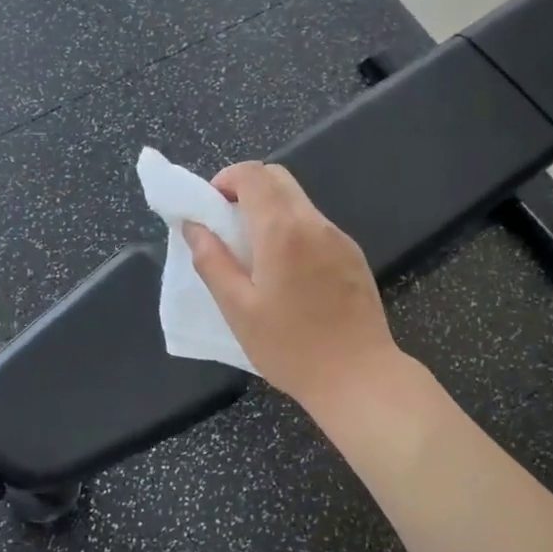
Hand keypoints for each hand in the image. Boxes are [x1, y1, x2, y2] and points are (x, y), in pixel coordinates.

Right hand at [183, 162, 400, 417]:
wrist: (359, 377)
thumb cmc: (290, 347)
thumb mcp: (238, 309)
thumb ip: (212, 261)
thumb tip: (193, 226)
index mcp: (282, 231)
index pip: (253, 174)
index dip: (225, 179)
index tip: (210, 208)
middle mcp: (314, 223)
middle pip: (278, 178)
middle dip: (246, 189)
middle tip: (227, 226)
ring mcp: (339, 238)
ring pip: (298, 201)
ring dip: (269, 210)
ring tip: (254, 255)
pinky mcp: (353, 255)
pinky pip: (315, 226)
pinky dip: (292, 230)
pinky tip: (287, 274)